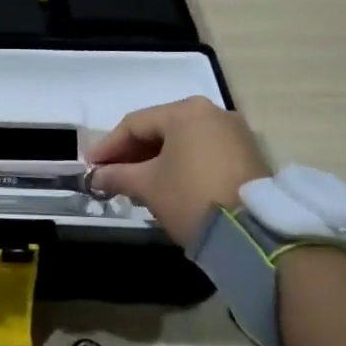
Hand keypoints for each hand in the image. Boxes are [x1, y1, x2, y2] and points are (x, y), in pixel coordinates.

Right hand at [87, 96, 269, 243]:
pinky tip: (166, 186)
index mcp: (186, 111)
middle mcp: (213, 113)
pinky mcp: (248, 156)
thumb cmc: (191, 197)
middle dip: (132, 154)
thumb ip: (117, 175)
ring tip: (134, 184)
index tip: (90, 166)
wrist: (255, 234)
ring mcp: (235, 134)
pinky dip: (180, 166)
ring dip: (155, 161)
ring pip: (182, 142)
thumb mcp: (147, 186)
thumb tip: (96, 176)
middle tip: (110, 174)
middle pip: (160, 130)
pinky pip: (203, 153)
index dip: (108, 145)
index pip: (135, 124)